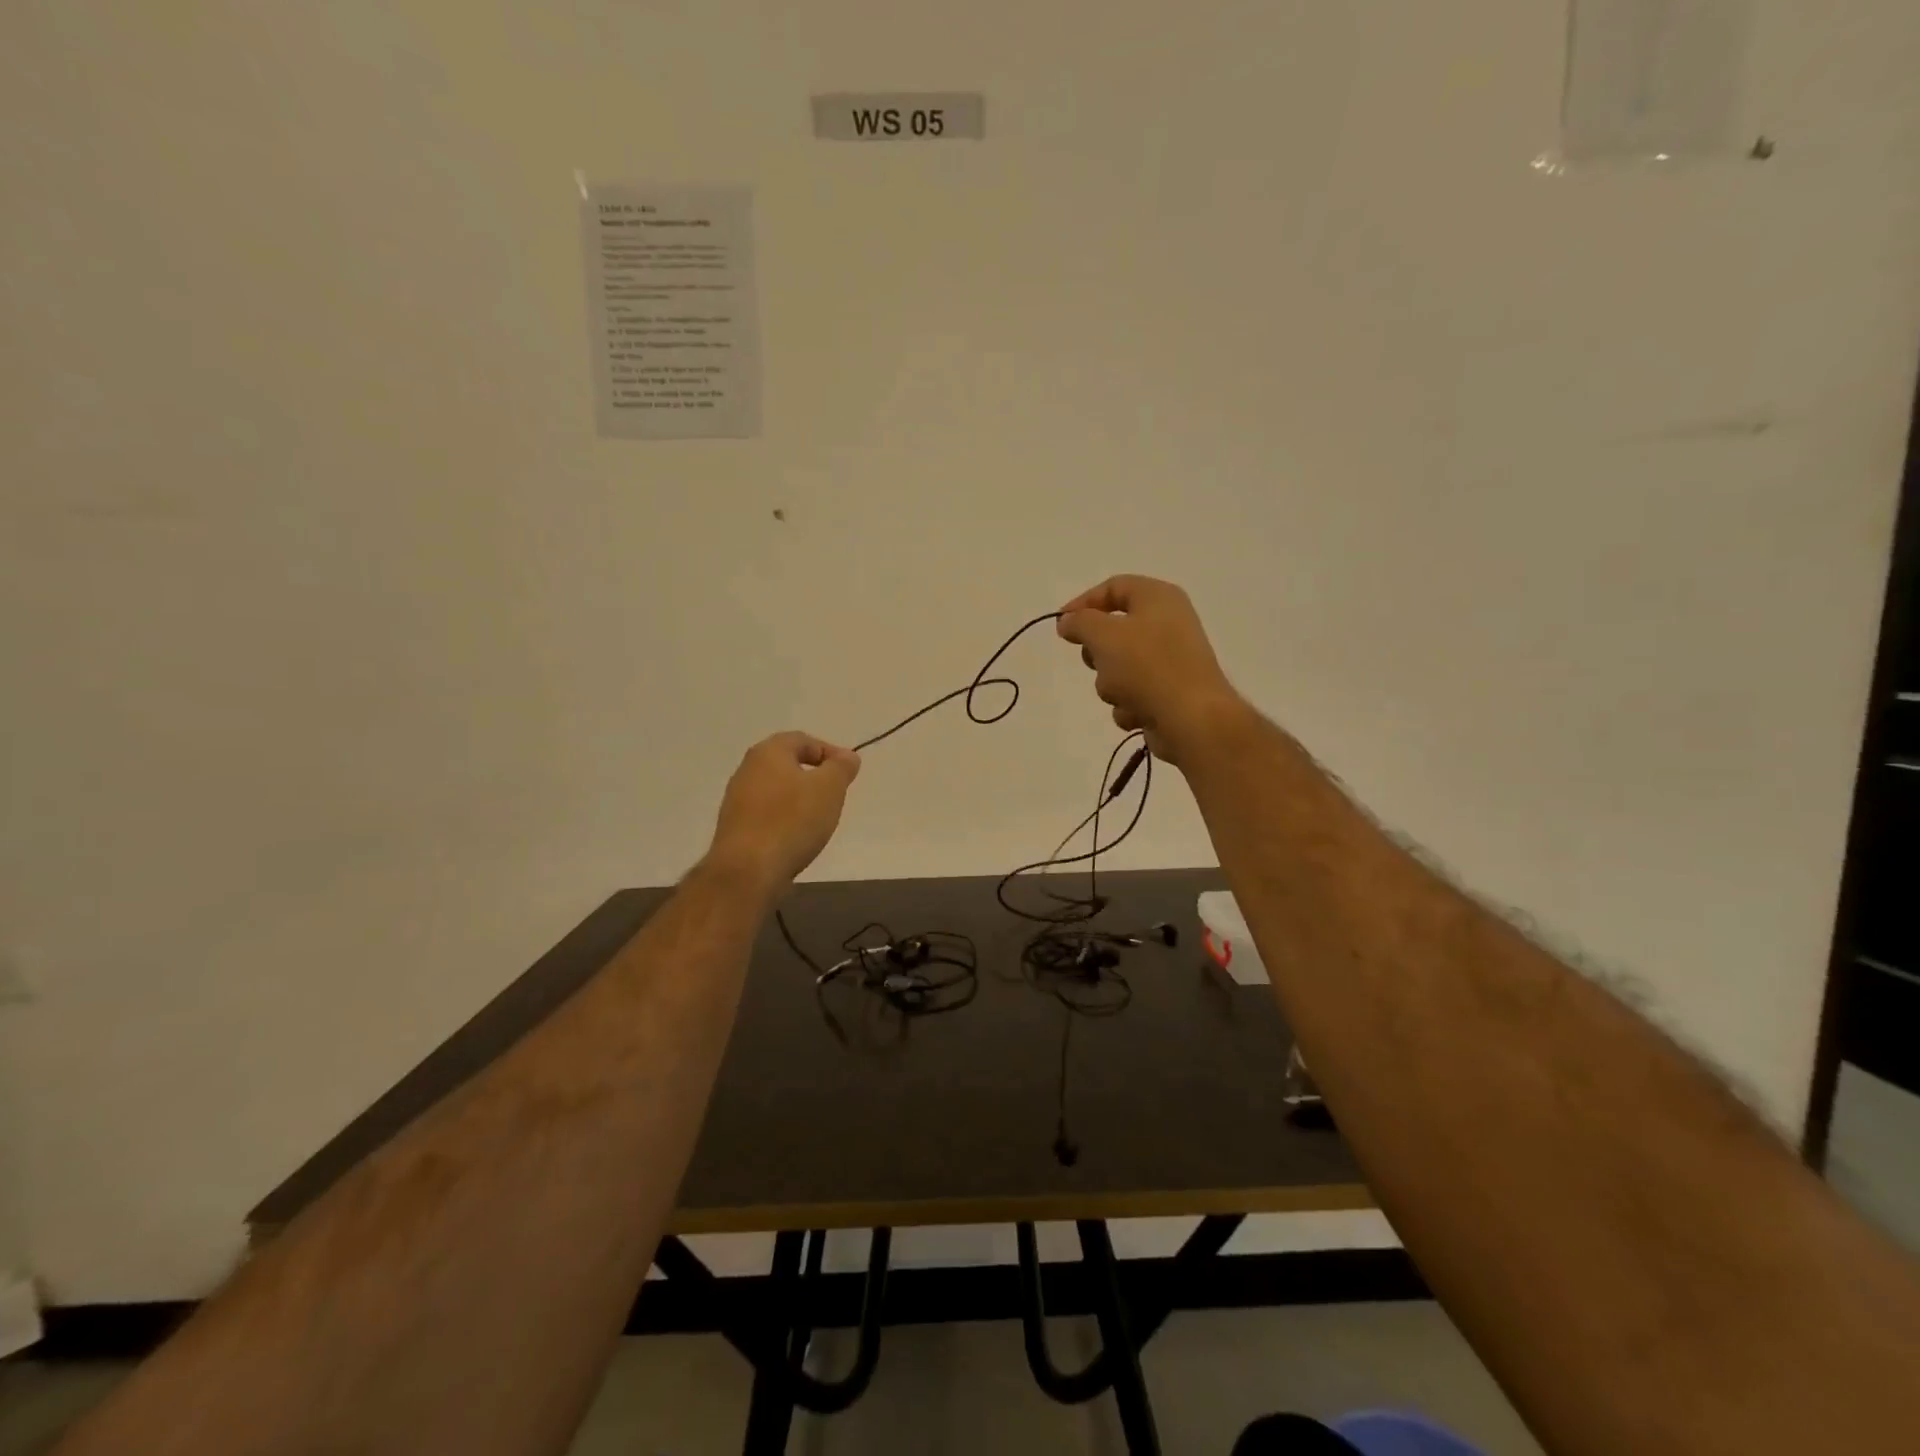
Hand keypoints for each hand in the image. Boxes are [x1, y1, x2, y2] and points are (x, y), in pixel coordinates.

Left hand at [705, 732, 861, 890]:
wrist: (748, 870)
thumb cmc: (792, 820)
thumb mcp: (829, 788)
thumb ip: (841, 768)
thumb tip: (847, 756)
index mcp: (768, 752)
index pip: (803, 740)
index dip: (830, 752)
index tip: (848, 773)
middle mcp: (747, 769)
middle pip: (787, 764)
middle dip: (814, 777)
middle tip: (835, 795)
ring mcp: (736, 799)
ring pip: (776, 790)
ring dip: (799, 800)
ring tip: (819, 820)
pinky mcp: (734, 827)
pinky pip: (766, 814)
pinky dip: (784, 819)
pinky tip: (796, 838)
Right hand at [1057, 575, 1247, 764]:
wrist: (1191, 719)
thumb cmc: (1147, 666)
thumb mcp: (1103, 634)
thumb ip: (1080, 622)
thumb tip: (1068, 621)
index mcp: (1158, 598)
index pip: (1113, 587)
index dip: (1083, 603)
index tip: (1061, 626)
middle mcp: (1167, 624)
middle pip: (1113, 630)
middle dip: (1097, 651)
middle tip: (1094, 660)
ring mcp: (1170, 661)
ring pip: (1119, 667)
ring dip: (1110, 684)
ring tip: (1122, 693)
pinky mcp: (1168, 694)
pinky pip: (1133, 694)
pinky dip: (1129, 704)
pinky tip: (1137, 712)